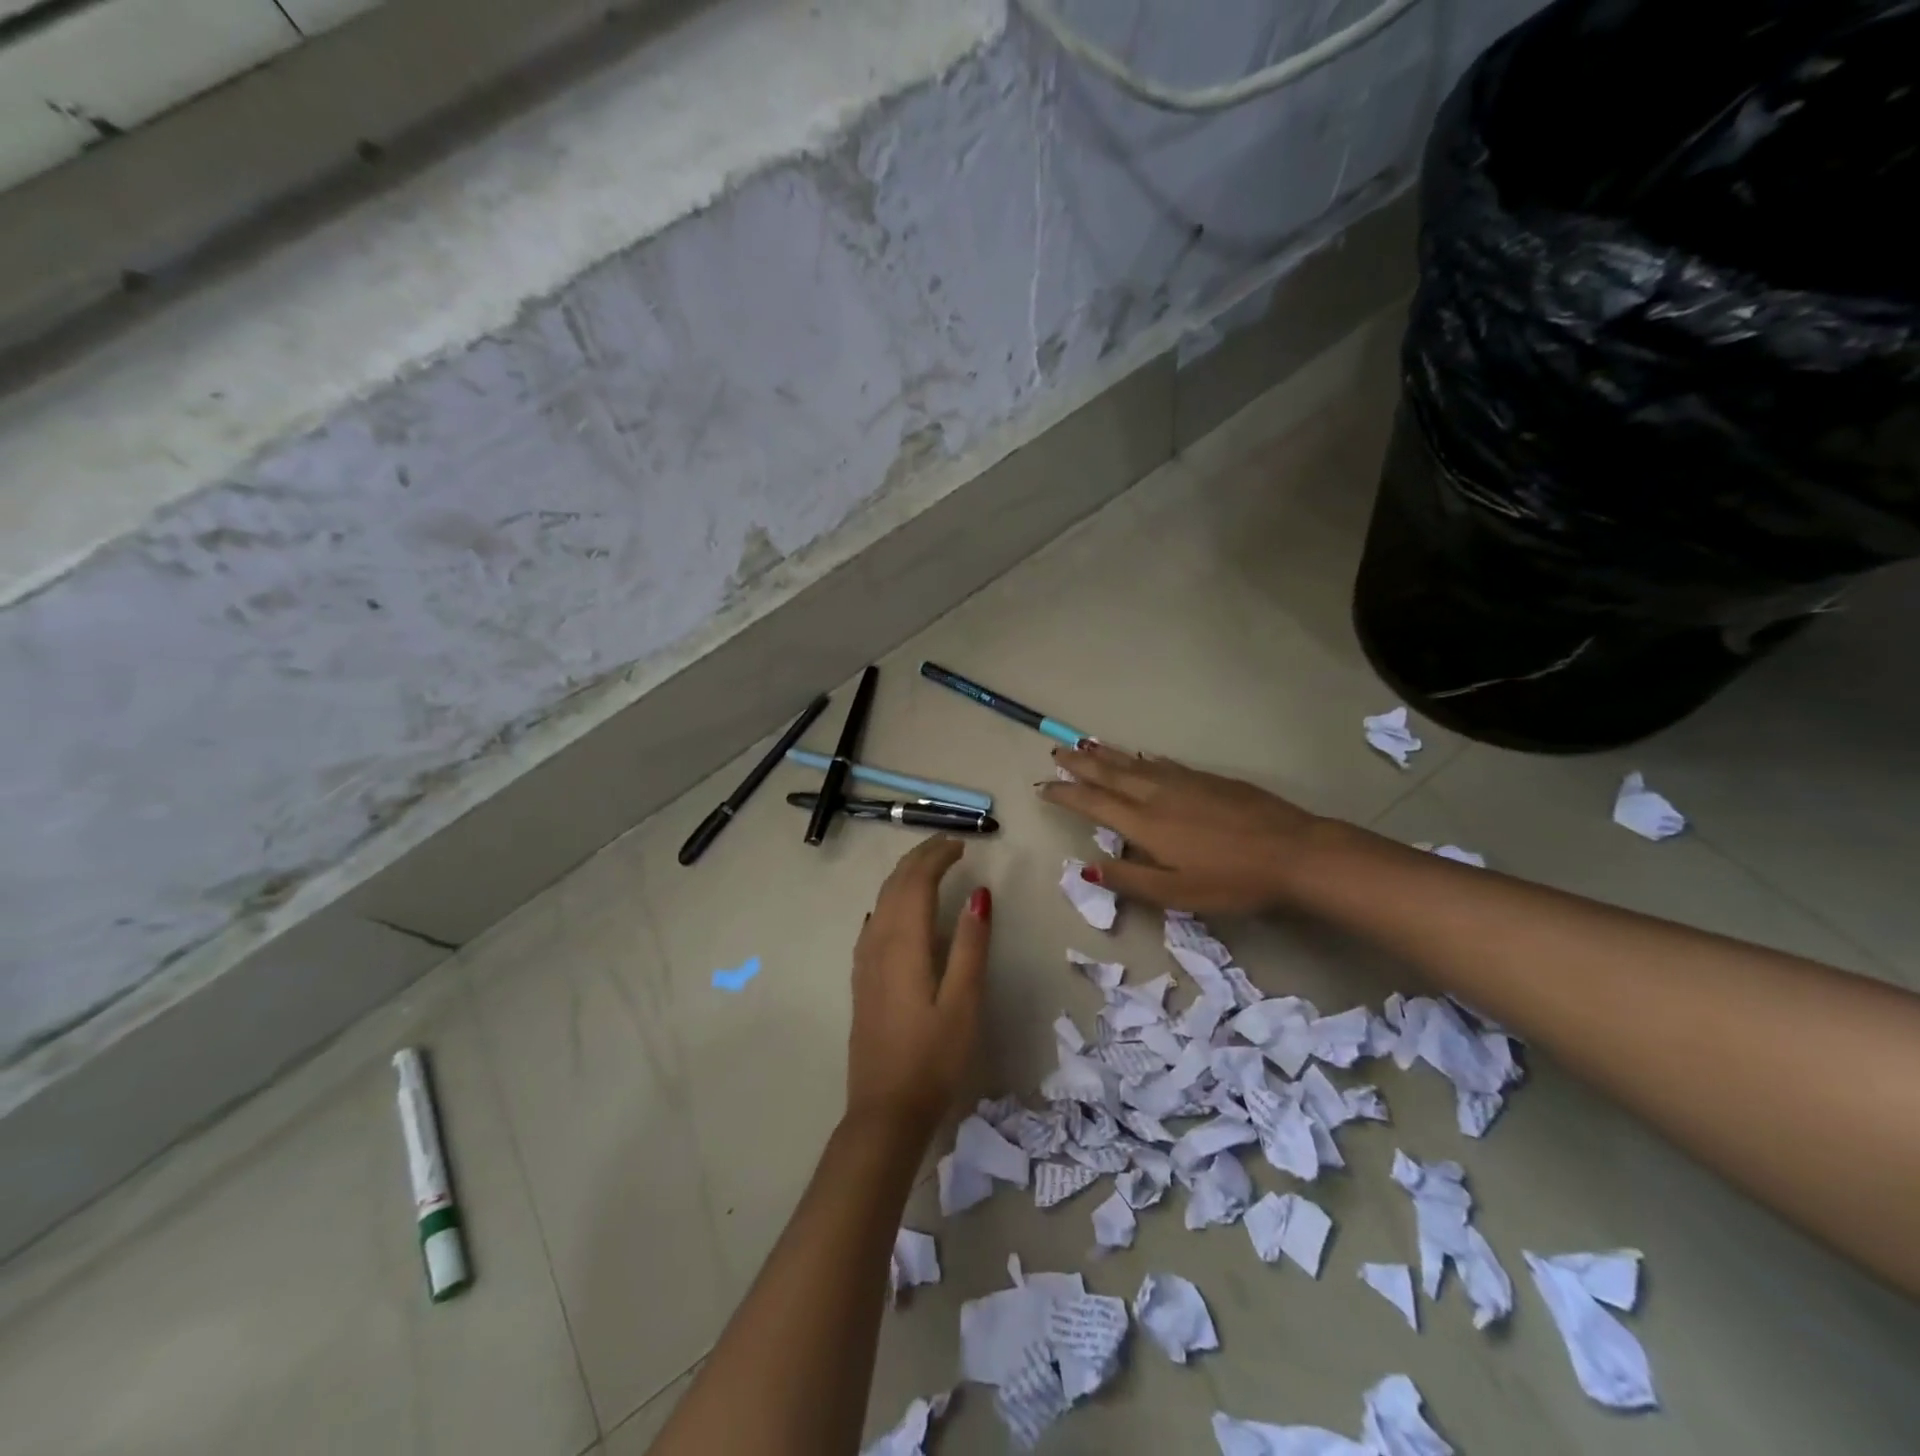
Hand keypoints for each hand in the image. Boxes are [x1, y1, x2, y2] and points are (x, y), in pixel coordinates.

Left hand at [846, 836, 991, 1143]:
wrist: (885, 1110)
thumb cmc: (933, 1058)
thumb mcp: (964, 1002)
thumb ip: (970, 944)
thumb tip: (979, 894)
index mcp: (903, 942)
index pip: (916, 881)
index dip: (937, 856)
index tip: (962, 844)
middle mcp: (877, 942)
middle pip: (895, 885)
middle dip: (919, 858)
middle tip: (948, 845)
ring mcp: (864, 961)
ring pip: (881, 901)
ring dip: (904, 877)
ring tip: (929, 868)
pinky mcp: (861, 979)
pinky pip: (873, 923)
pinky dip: (889, 902)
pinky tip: (895, 911)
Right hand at [1039, 742, 1322, 912]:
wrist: (1294, 852)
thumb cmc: (1233, 881)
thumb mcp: (1177, 894)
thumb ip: (1130, 880)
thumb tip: (1086, 867)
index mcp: (1146, 824)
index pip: (1095, 804)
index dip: (1067, 795)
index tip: (1043, 787)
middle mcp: (1158, 796)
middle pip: (1111, 775)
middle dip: (1081, 765)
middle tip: (1057, 753)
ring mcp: (1185, 783)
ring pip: (1135, 765)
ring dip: (1107, 756)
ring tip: (1085, 745)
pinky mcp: (1209, 780)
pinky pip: (1163, 764)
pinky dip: (1142, 759)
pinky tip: (1140, 757)